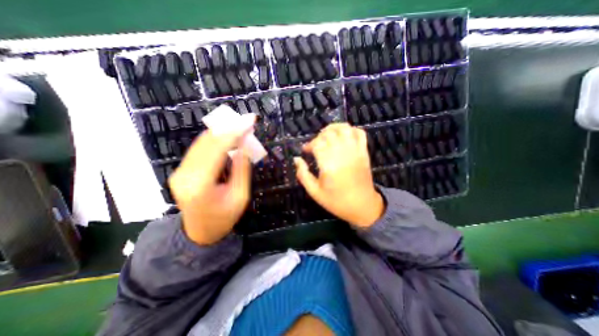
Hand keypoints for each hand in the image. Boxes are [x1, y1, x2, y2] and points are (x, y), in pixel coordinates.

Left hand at [166, 114, 252, 245]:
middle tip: (245, 121)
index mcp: (201, 185)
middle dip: (228, 129)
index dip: (234, 133)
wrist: (200, 233)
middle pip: (207, 143)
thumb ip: (241, 170)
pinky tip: (226, 137)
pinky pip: (198, 150)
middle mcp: (185, 175)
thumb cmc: (224, 218)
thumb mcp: (240, 197)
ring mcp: (180, 172)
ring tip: (238, 127)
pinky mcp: (181, 171)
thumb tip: (243, 148)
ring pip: (201, 143)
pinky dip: (214, 140)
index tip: (248, 122)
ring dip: (221, 132)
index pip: (217, 150)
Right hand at [295, 124, 383, 227]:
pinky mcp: (364, 152)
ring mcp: (355, 151)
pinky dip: (350, 130)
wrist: (362, 206)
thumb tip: (296, 159)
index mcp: (328, 164)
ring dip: (333, 128)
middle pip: (329, 133)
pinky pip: (360, 133)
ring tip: (327, 135)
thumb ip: (303, 175)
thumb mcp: (315, 192)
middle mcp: (342, 154)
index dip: (309, 145)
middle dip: (319, 137)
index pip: (317, 143)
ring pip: (344, 128)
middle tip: (315, 146)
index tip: (305, 151)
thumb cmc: (336, 201)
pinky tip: (343, 136)